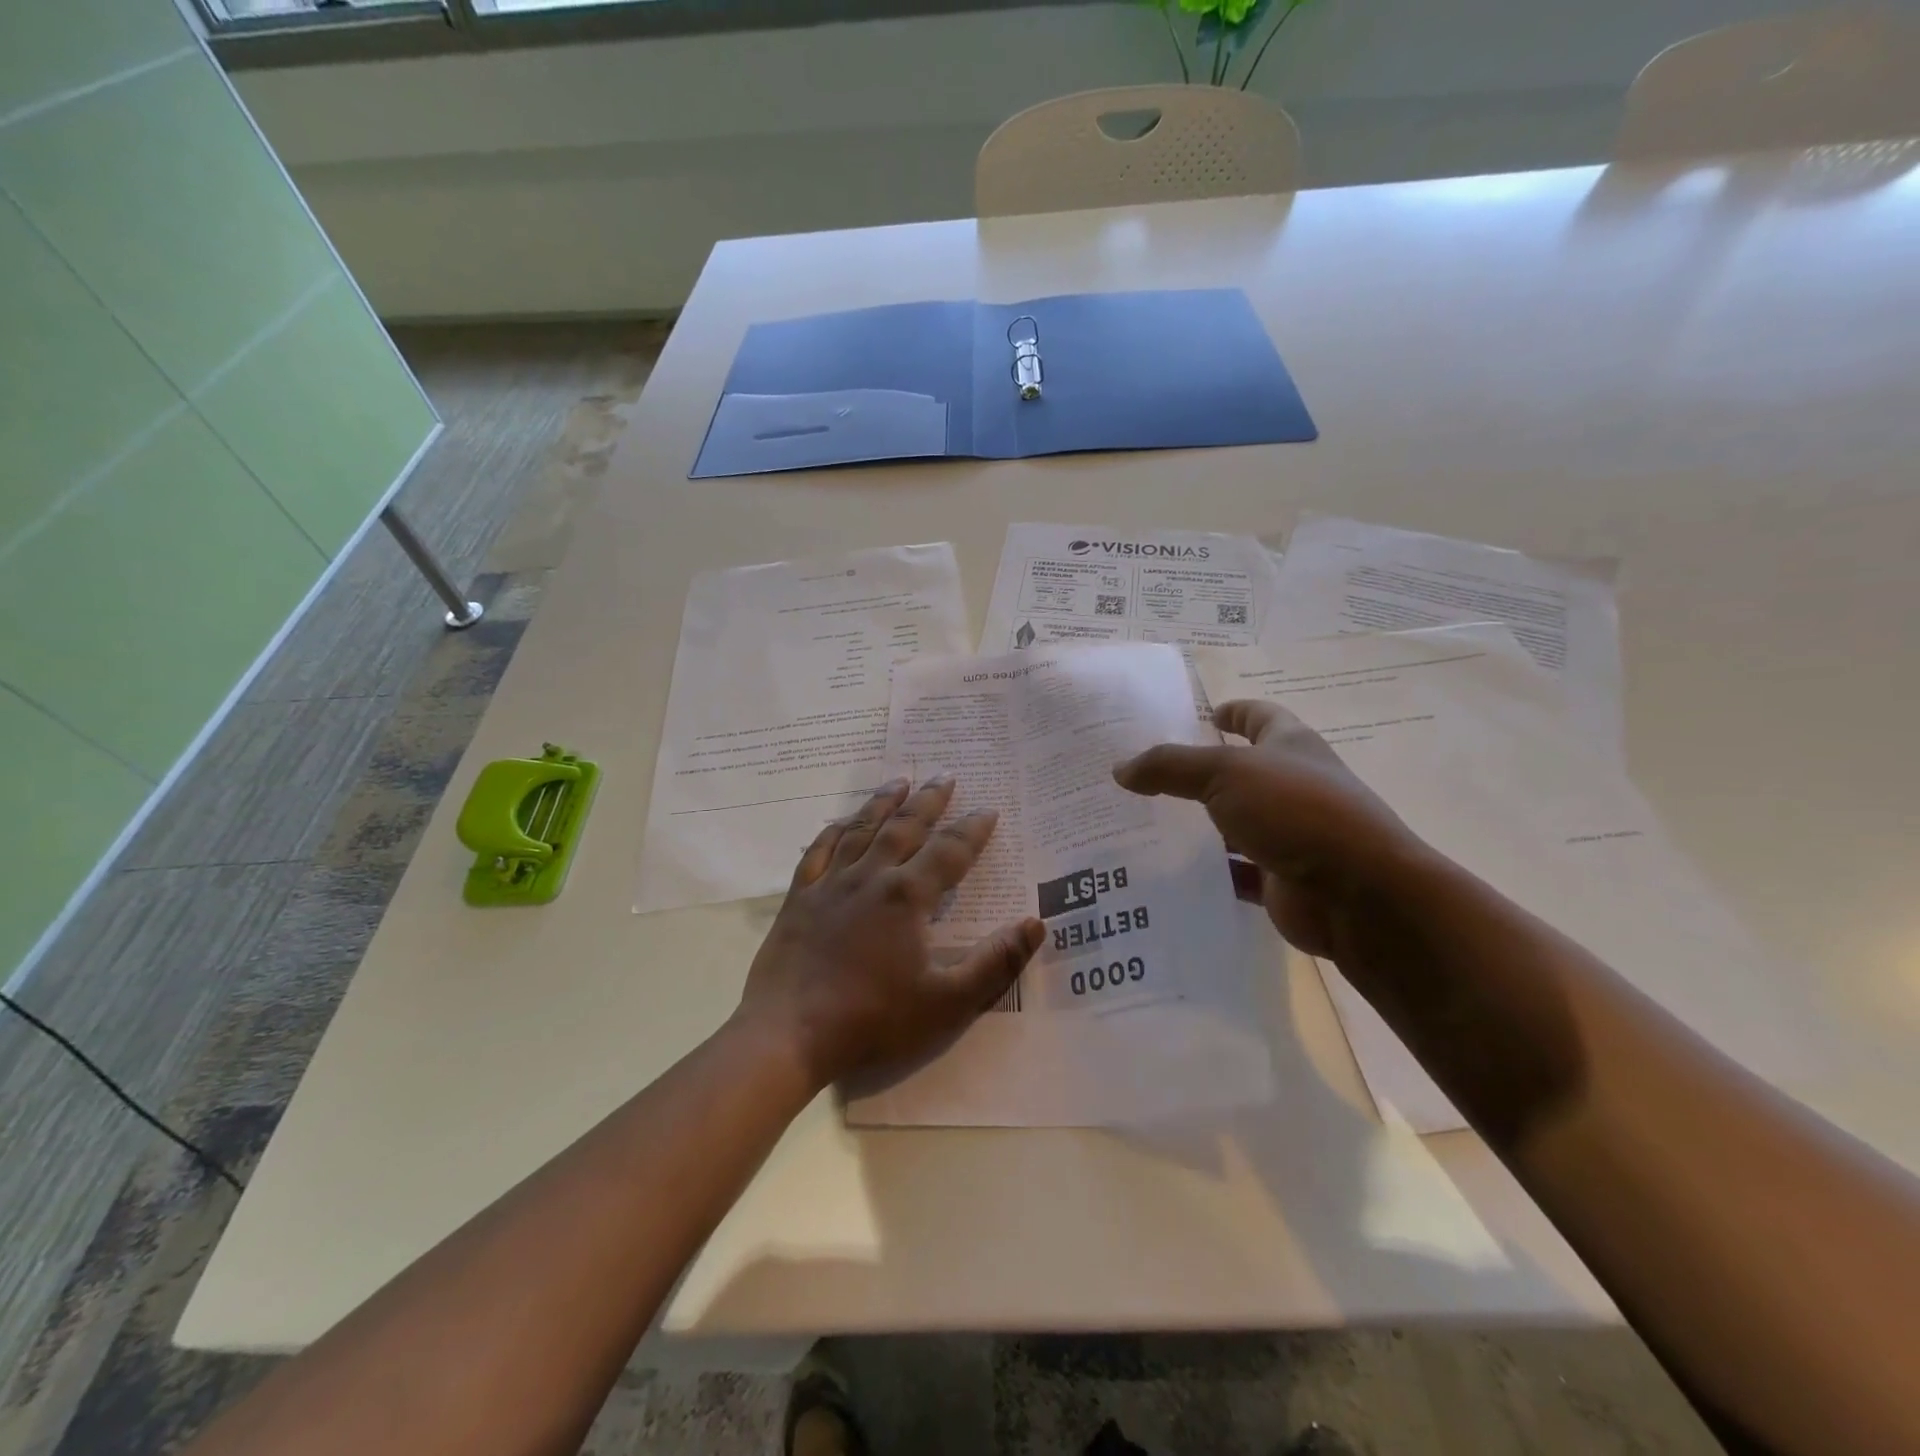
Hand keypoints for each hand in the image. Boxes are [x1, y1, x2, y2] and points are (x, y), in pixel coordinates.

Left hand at [734, 776, 1044, 1089]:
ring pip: (861, 830)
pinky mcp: (799, 898)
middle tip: (946, 776)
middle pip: (905, 827)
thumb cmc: (873, 1019)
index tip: (988, 810)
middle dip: (929, 801)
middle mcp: (869, 877)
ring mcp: (830, 884)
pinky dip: (832, 831)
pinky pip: (817, 852)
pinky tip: (841, 821)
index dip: (972, 830)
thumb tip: (1036, 923)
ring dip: (883, 803)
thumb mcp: (947, 1002)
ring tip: (899, 781)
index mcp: (907, 896)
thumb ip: (995, 962)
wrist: (788, 1034)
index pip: (949, 852)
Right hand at [1113, 700, 1430, 957]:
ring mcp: (1289, 835)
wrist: (1359, 895)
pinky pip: (1234, 872)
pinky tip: (1168, 874)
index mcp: (1290, 746)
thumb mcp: (1225, 774)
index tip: (1203, 715)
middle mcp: (1292, 786)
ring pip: (1234, 825)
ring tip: (1144, 825)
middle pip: (1241, 772)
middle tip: (1147, 775)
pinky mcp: (1280, 879)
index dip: (1233, 712)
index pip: (1259, 716)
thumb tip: (1121, 769)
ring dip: (1199, 827)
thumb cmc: (1296, 811)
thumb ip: (1170, 767)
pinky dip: (1207, 873)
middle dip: (1200, 773)